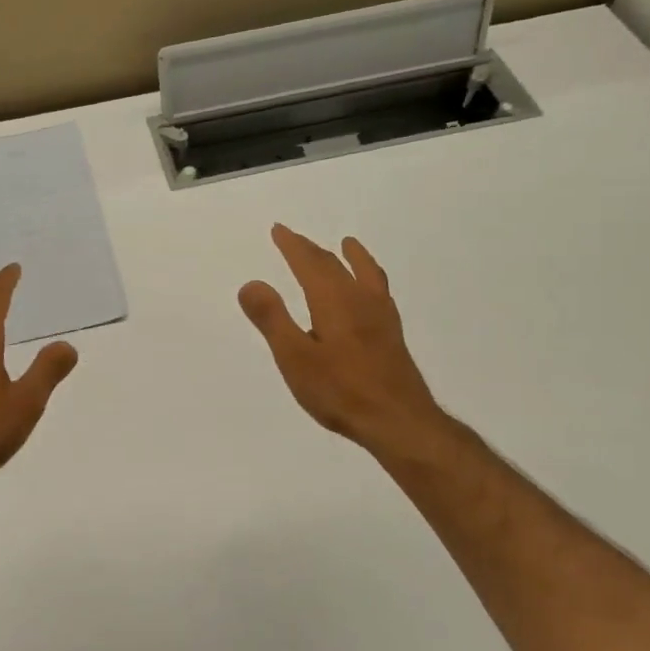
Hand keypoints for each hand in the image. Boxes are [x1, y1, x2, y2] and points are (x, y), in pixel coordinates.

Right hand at [238, 225, 452, 460]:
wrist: (398, 421)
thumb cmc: (340, 391)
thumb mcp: (294, 358)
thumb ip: (272, 319)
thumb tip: (251, 283)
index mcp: (333, 301)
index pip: (309, 263)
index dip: (292, 246)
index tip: (278, 230)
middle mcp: (359, 300)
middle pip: (335, 265)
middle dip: (312, 250)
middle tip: (295, 238)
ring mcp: (380, 316)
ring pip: (364, 274)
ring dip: (350, 257)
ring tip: (349, 244)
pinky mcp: (391, 335)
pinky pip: (379, 291)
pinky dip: (371, 277)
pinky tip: (372, 292)